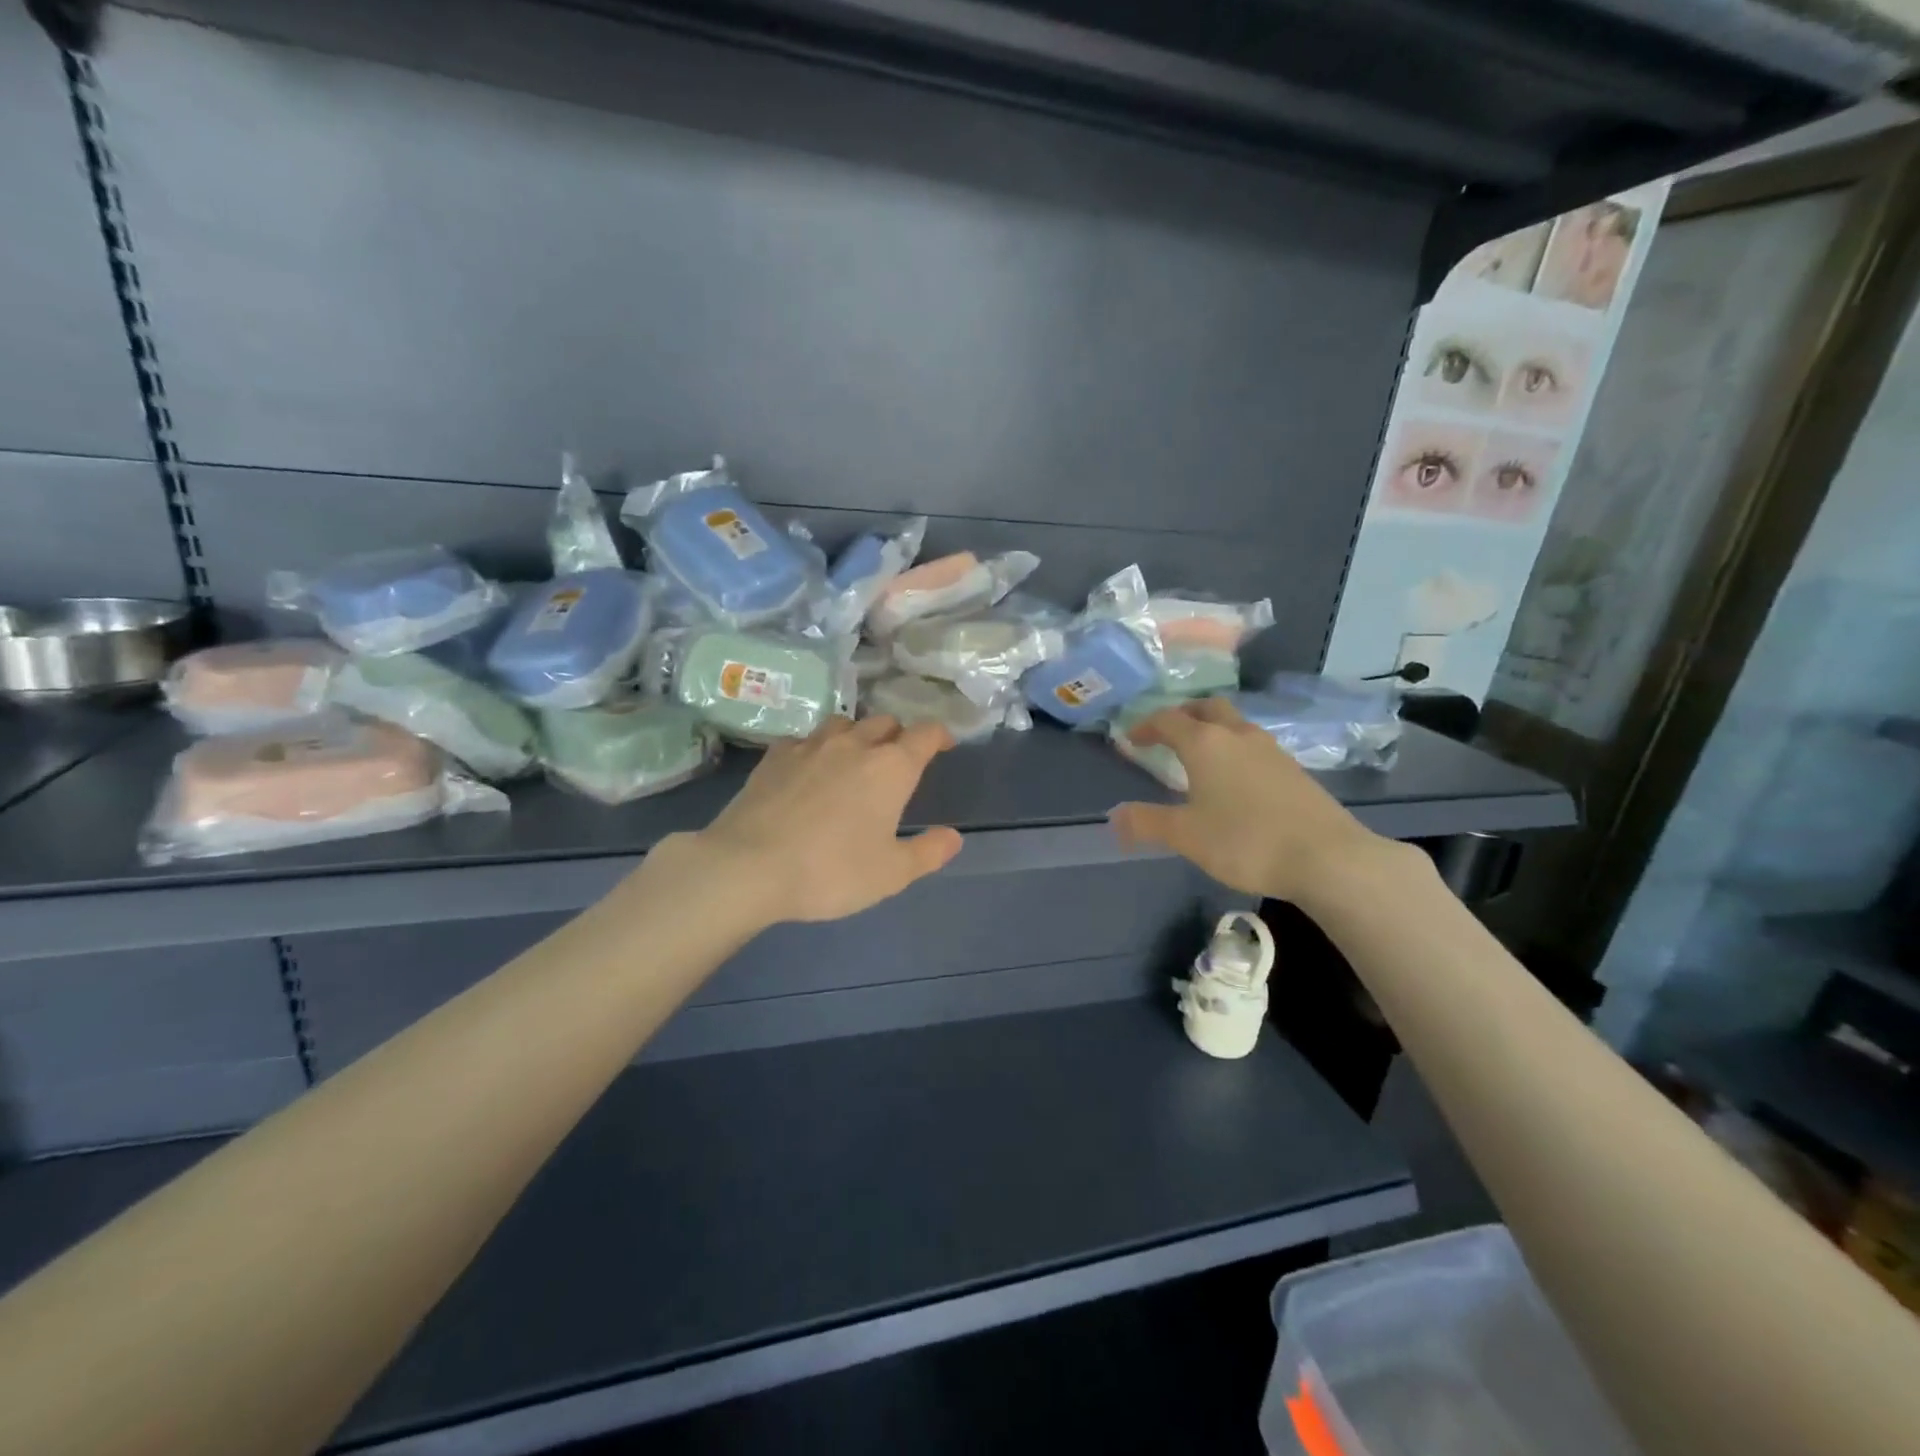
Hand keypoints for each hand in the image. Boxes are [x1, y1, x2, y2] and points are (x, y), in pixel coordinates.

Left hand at [694, 716, 963, 923]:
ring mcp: (810, 746)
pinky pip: (804, 739)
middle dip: (897, 735)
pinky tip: (808, 768)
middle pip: (884, 722)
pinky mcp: (774, 756)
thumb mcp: (891, 874)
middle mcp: (854, 745)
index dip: (939, 735)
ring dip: (856, 735)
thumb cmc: (831, 871)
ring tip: (854, 758)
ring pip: (843, 724)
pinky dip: (815, 748)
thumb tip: (954, 836)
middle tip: (898, 760)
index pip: (925, 734)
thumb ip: (928, 852)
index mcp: (890, 768)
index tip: (944, 745)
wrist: (749, 866)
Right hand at [1109, 698, 1394, 904]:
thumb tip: (1114, 816)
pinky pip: (1253, 746)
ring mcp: (1271, 750)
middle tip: (1167, 734)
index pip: (1168, 719)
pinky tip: (1234, 780)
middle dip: (1183, 716)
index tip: (1132, 740)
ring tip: (1199, 757)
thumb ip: (1147, 823)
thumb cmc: (1246, 840)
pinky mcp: (1293, 769)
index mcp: (1206, 743)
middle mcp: (1238, 735)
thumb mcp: (1186, 835)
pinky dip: (1234, 750)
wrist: (1327, 858)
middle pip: (1206, 708)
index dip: (1145, 726)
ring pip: (1234, 725)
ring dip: (1212, 731)